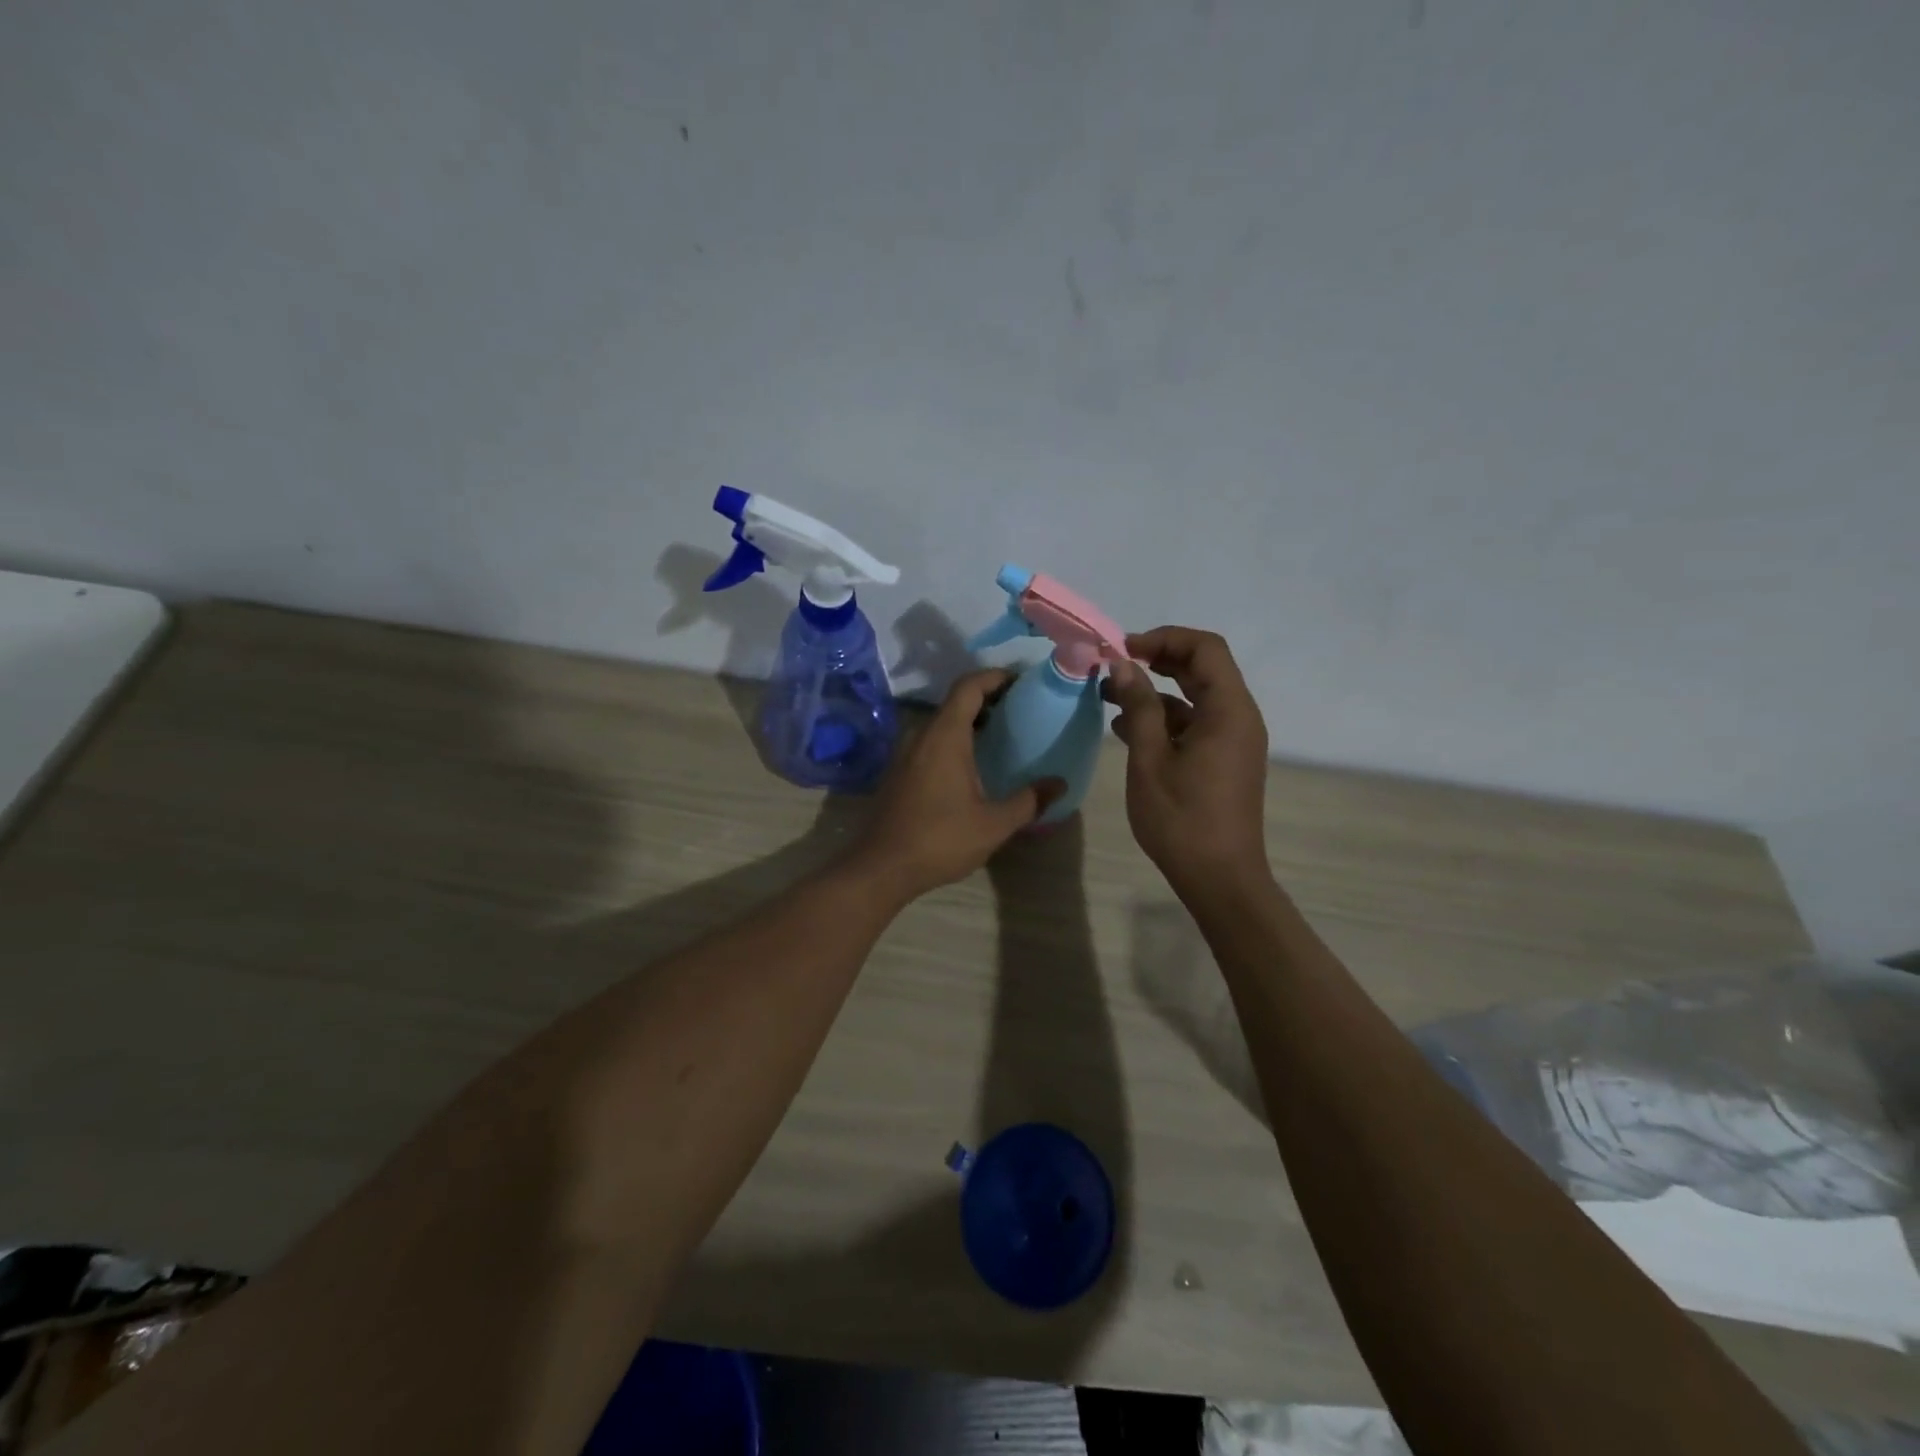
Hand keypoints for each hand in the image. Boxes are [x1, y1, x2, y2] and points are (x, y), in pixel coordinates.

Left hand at [851, 670, 1062, 901]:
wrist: (881, 867)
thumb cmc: (940, 840)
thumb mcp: (993, 824)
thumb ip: (1029, 801)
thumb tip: (1059, 784)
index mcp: (945, 736)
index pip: (969, 686)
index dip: (996, 677)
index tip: (1022, 682)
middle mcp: (922, 735)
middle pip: (956, 701)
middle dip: (989, 698)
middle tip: (1021, 710)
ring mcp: (905, 753)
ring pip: (942, 722)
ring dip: (971, 721)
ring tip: (1002, 736)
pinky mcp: (899, 771)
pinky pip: (930, 741)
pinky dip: (954, 739)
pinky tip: (973, 765)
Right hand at [1104, 627, 1271, 900]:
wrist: (1220, 879)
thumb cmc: (1182, 819)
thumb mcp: (1150, 759)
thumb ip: (1138, 706)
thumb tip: (1123, 664)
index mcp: (1229, 711)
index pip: (1205, 648)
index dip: (1164, 638)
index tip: (1123, 650)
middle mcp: (1239, 718)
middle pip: (1203, 668)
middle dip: (1158, 660)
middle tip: (1114, 667)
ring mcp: (1233, 741)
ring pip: (1196, 697)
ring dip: (1156, 692)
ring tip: (1110, 698)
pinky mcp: (1223, 760)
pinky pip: (1195, 724)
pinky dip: (1164, 718)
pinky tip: (1126, 729)